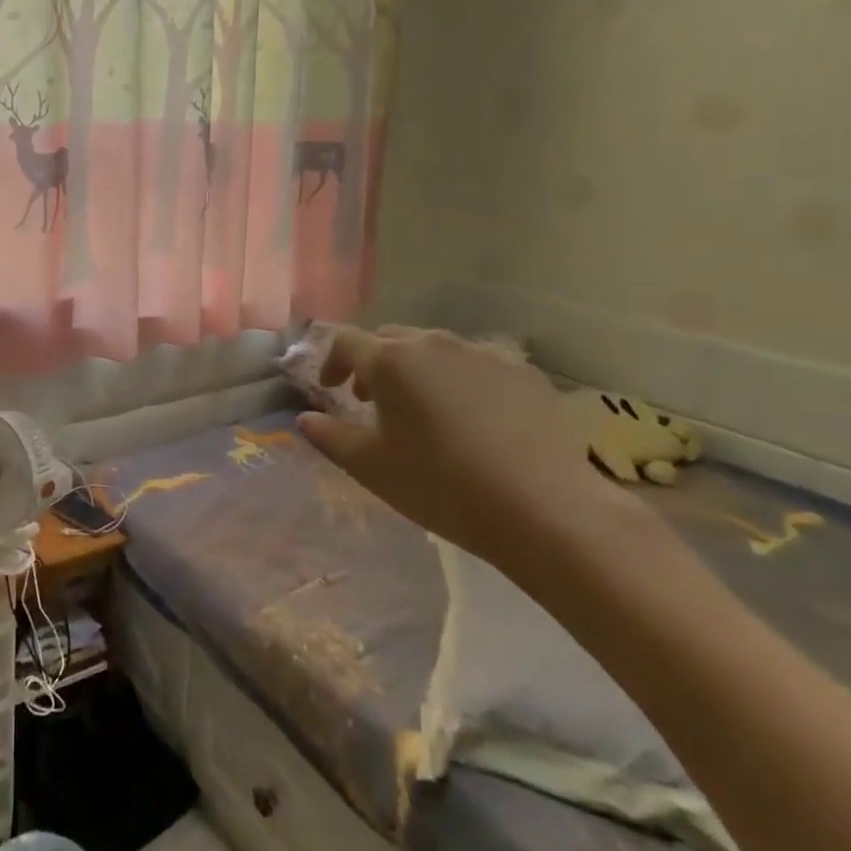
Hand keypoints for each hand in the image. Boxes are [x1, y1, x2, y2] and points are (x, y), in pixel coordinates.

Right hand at [297, 326, 643, 576]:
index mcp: (390, 360)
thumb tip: (304, 420)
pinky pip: (479, 366)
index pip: (345, 341)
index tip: (332, 390)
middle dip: (374, 364)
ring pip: (436, 350)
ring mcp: (484, 354)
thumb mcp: (371, 467)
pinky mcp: (524, 373)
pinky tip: (475, 421)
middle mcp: (434, 343)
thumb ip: (329, 437)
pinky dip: (463, 383)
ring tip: (425, 411)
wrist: (545, 510)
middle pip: (391, 339)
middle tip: (372, 402)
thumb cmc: (441, 486)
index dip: (331, 361)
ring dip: (419, 372)